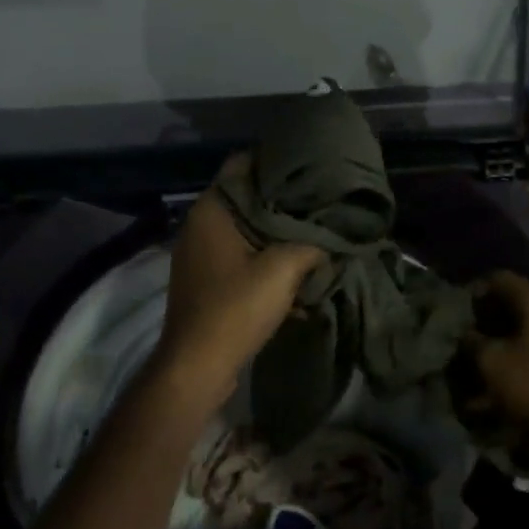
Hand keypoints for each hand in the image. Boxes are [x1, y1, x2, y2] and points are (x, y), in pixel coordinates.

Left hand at [153, 155, 323, 407]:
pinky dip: (266, 261)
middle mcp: (201, 225)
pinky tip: (297, 271)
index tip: (310, 166)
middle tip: (321, 200)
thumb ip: (311, 245)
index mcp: (212, 210)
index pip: (243, 165)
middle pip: (248, 199)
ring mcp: (202, 256)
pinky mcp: (208, 282)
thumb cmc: (235, 308)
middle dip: (284, 202)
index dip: (277, 162)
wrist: (198, 365)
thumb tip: (330, 241)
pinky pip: (243, 259)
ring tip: (316, 233)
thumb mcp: (283, 270)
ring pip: (248, 232)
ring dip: (278, 235)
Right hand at [468, 271, 528, 447]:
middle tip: (466, 336)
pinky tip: (503, 380)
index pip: (500, 279)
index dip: (476, 290)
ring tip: (480, 362)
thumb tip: (467, 333)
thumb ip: (473, 342)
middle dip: (488, 319)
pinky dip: (519, 358)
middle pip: (515, 304)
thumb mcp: (491, 362)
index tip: (458, 310)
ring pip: (526, 329)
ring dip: (502, 342)